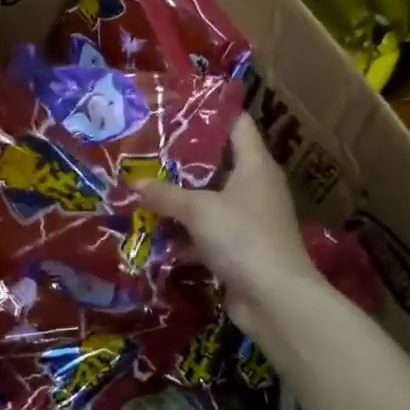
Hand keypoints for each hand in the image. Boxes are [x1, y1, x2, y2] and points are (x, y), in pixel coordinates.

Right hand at [134, 114, 322, 340]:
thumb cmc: (242, 236)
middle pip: (218, 163)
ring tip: (143, 190)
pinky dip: (185, 236)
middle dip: (182, 161)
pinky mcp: (240, 249)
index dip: (210, 114)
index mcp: (255, 165)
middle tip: (147, 152)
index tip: (175, 111)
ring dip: (180, 201)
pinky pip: (207, 234)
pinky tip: (155, 237)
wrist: (275, 297)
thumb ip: (165, 194)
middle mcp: (255, 187)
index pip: (237, 125)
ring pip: (210, 201)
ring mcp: (249, 220)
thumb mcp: (198, 210)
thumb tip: (135, 183)